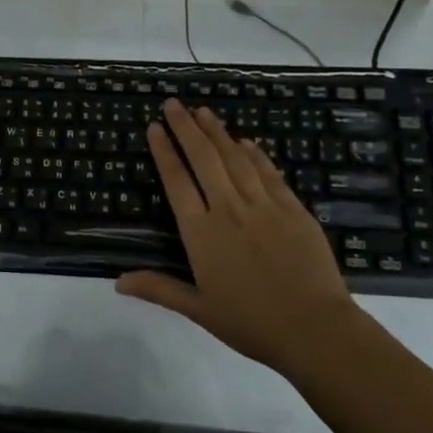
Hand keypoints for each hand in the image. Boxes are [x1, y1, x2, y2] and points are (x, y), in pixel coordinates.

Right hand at [115, 97, 359, 366]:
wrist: (314, 329)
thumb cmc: (251, 323)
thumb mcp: (198, 309)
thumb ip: (158, 288)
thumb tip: (117, 282)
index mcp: (201, 233)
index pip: (177, 181)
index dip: (164, 151)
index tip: (154, 127)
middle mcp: (229, 210)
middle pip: (204, 159)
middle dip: (186, 128)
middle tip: (173, 103)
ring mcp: (264, 206)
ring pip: (236, 159)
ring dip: (218, 132)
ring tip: (204, 111)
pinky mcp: (293, 210)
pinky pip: (269, 173)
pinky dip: (256, 154)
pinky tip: (246, 141)